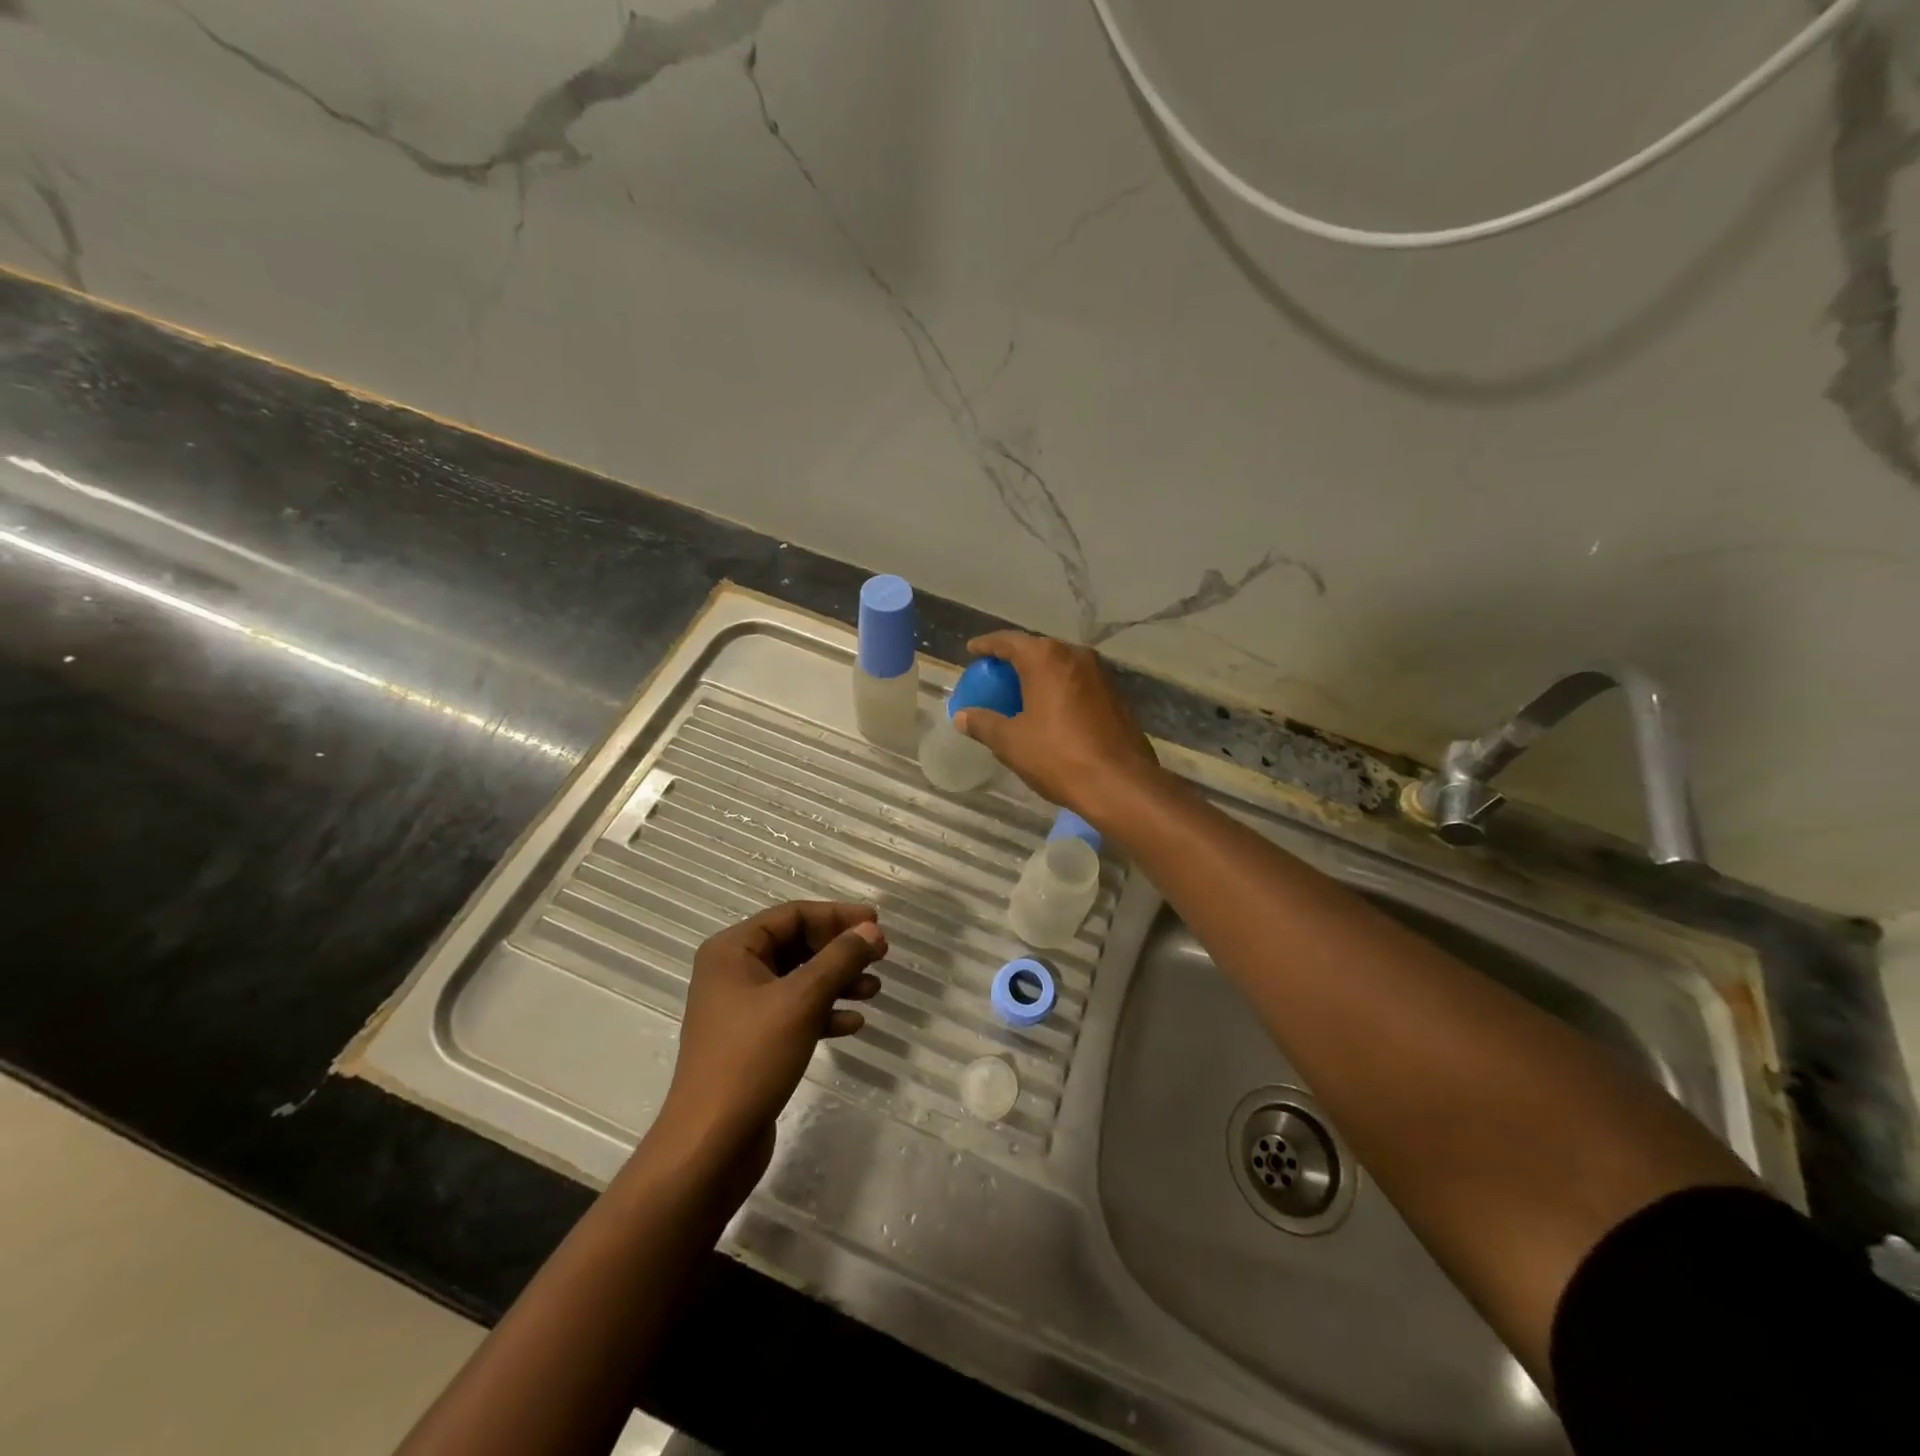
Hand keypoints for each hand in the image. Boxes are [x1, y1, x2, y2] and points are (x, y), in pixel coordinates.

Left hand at [653, 902, 884, 1182]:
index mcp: (732, 950)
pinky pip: (795, 1012)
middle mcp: (733, 972)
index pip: (792, 915)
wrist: (711, 1145)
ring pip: (799, 980)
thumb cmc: (752, 1059)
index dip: (837, 916)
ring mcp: (741, 1009)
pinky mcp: (753, 1042)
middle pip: (797, 945)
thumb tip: (871, 929)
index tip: (877, 924)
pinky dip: (824, 1012)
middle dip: (840, 950)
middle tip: (880, 956)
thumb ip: (839, 959)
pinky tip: (853, 1024)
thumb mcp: (802, 1001)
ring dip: (838, 981)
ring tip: (874, 991)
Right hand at [953, 631, 1160, 820]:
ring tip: (1021, 692)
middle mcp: (1075, 656)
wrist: (1118, 783)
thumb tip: (961, 716)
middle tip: (995, 674)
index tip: (972, 650)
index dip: (987, 645)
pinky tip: (1050, 710)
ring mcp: (1100, 675)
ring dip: (1039, 675)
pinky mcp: (1116, 696)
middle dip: (1015, 660)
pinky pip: (1077, 683)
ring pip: (1061, 666)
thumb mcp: (1010, 741)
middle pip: (1037, 650)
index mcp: (1046, 659)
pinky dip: (1059, 689)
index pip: (1008, 641)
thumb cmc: (1057, 756)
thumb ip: (983, 723)